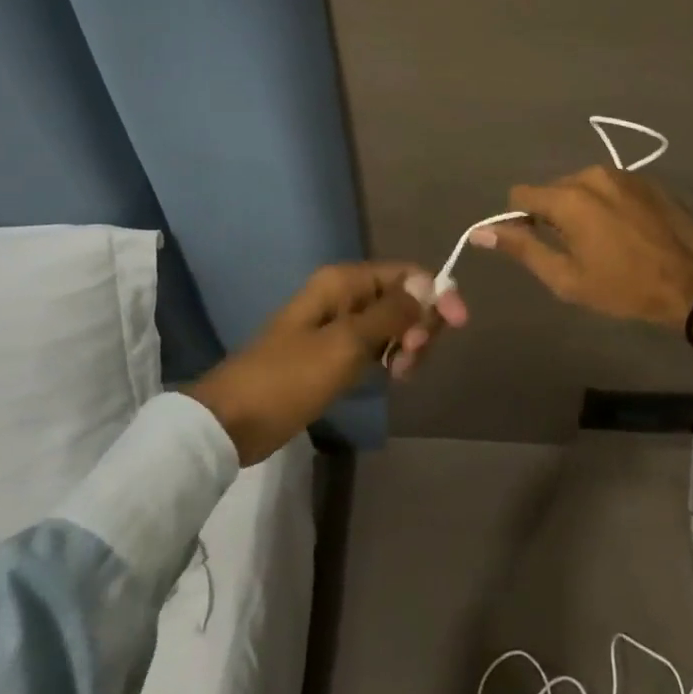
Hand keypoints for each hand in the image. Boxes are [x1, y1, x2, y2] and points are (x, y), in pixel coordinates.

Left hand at [183, 262, 466, 463]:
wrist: (234, 420)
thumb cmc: (291, 377)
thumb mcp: (347, 343)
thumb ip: (392, 313)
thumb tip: (429, 284)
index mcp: (344, 281)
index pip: (406, 273)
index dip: (436, 293)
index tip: (457, 325)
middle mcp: (344, 294)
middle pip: (403, 296)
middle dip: (421, 323)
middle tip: (415, 359)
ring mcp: (339, 323)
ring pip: (393, 323)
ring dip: (408, 344)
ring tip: (401, 374)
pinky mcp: (334, 350)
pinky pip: (376, 344)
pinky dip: (391, 356)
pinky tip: (392, 375)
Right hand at [473, 168, 692, 349]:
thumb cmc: (624, 286)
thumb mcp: (566, 278)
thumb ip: (523, 248)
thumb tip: (481, 232)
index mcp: (568, 198)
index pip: (521, 195)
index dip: (520, 219)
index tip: (535, 243)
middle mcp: (591, 174)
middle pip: (552, 189)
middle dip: (552, 214)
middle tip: (572, 249)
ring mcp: (622, 173)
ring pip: (581, 185)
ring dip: (581, 207)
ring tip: (602, 240)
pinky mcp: (645, 179)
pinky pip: (609, 186)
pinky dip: (606, 203)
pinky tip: (625, 229)